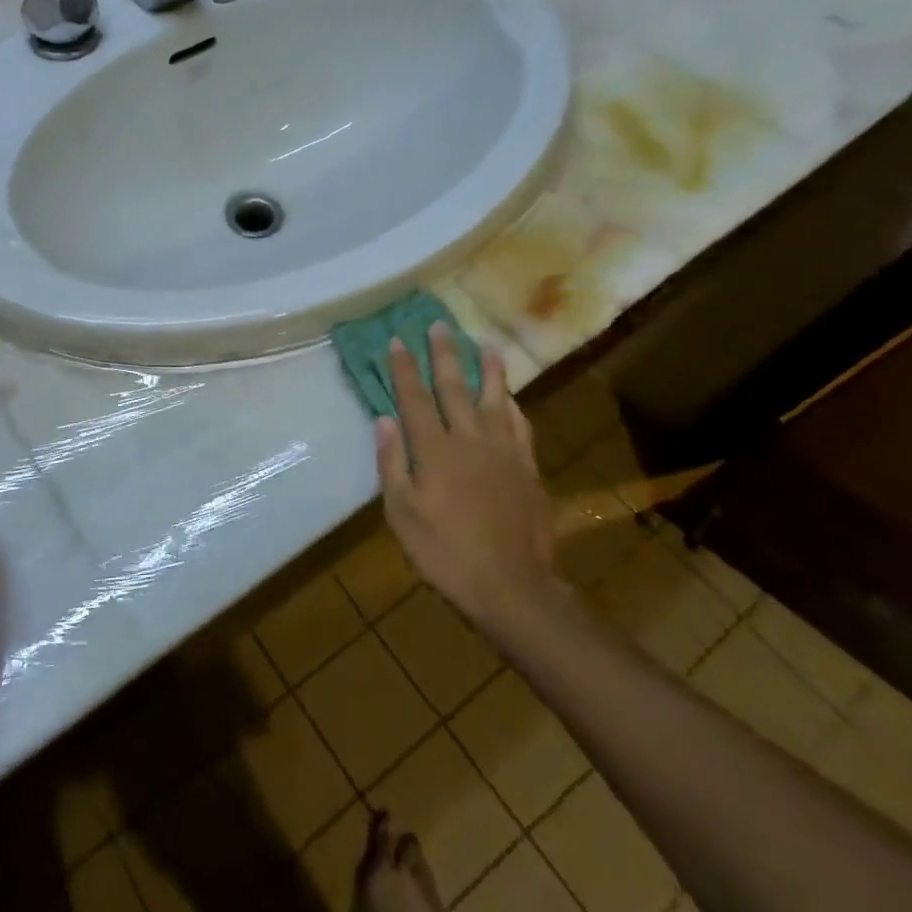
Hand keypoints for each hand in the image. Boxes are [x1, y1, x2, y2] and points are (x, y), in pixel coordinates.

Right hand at [376, 323, 556, 632]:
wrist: (512, 586)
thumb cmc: (446, 553)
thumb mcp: (402, 514)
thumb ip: (392, 463)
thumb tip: (383, 419)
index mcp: (434, 451)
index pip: (414, 398)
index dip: (404, 368)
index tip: (397, 340)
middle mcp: (469, 440)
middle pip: (454, 388)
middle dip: (443, 355)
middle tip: (438, 325)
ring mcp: (503, 452)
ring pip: (494, 399)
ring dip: (488, 369)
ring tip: (486, 343)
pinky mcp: (527, 469)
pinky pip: (520, 427)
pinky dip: (513, 406)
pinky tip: (511, 397)